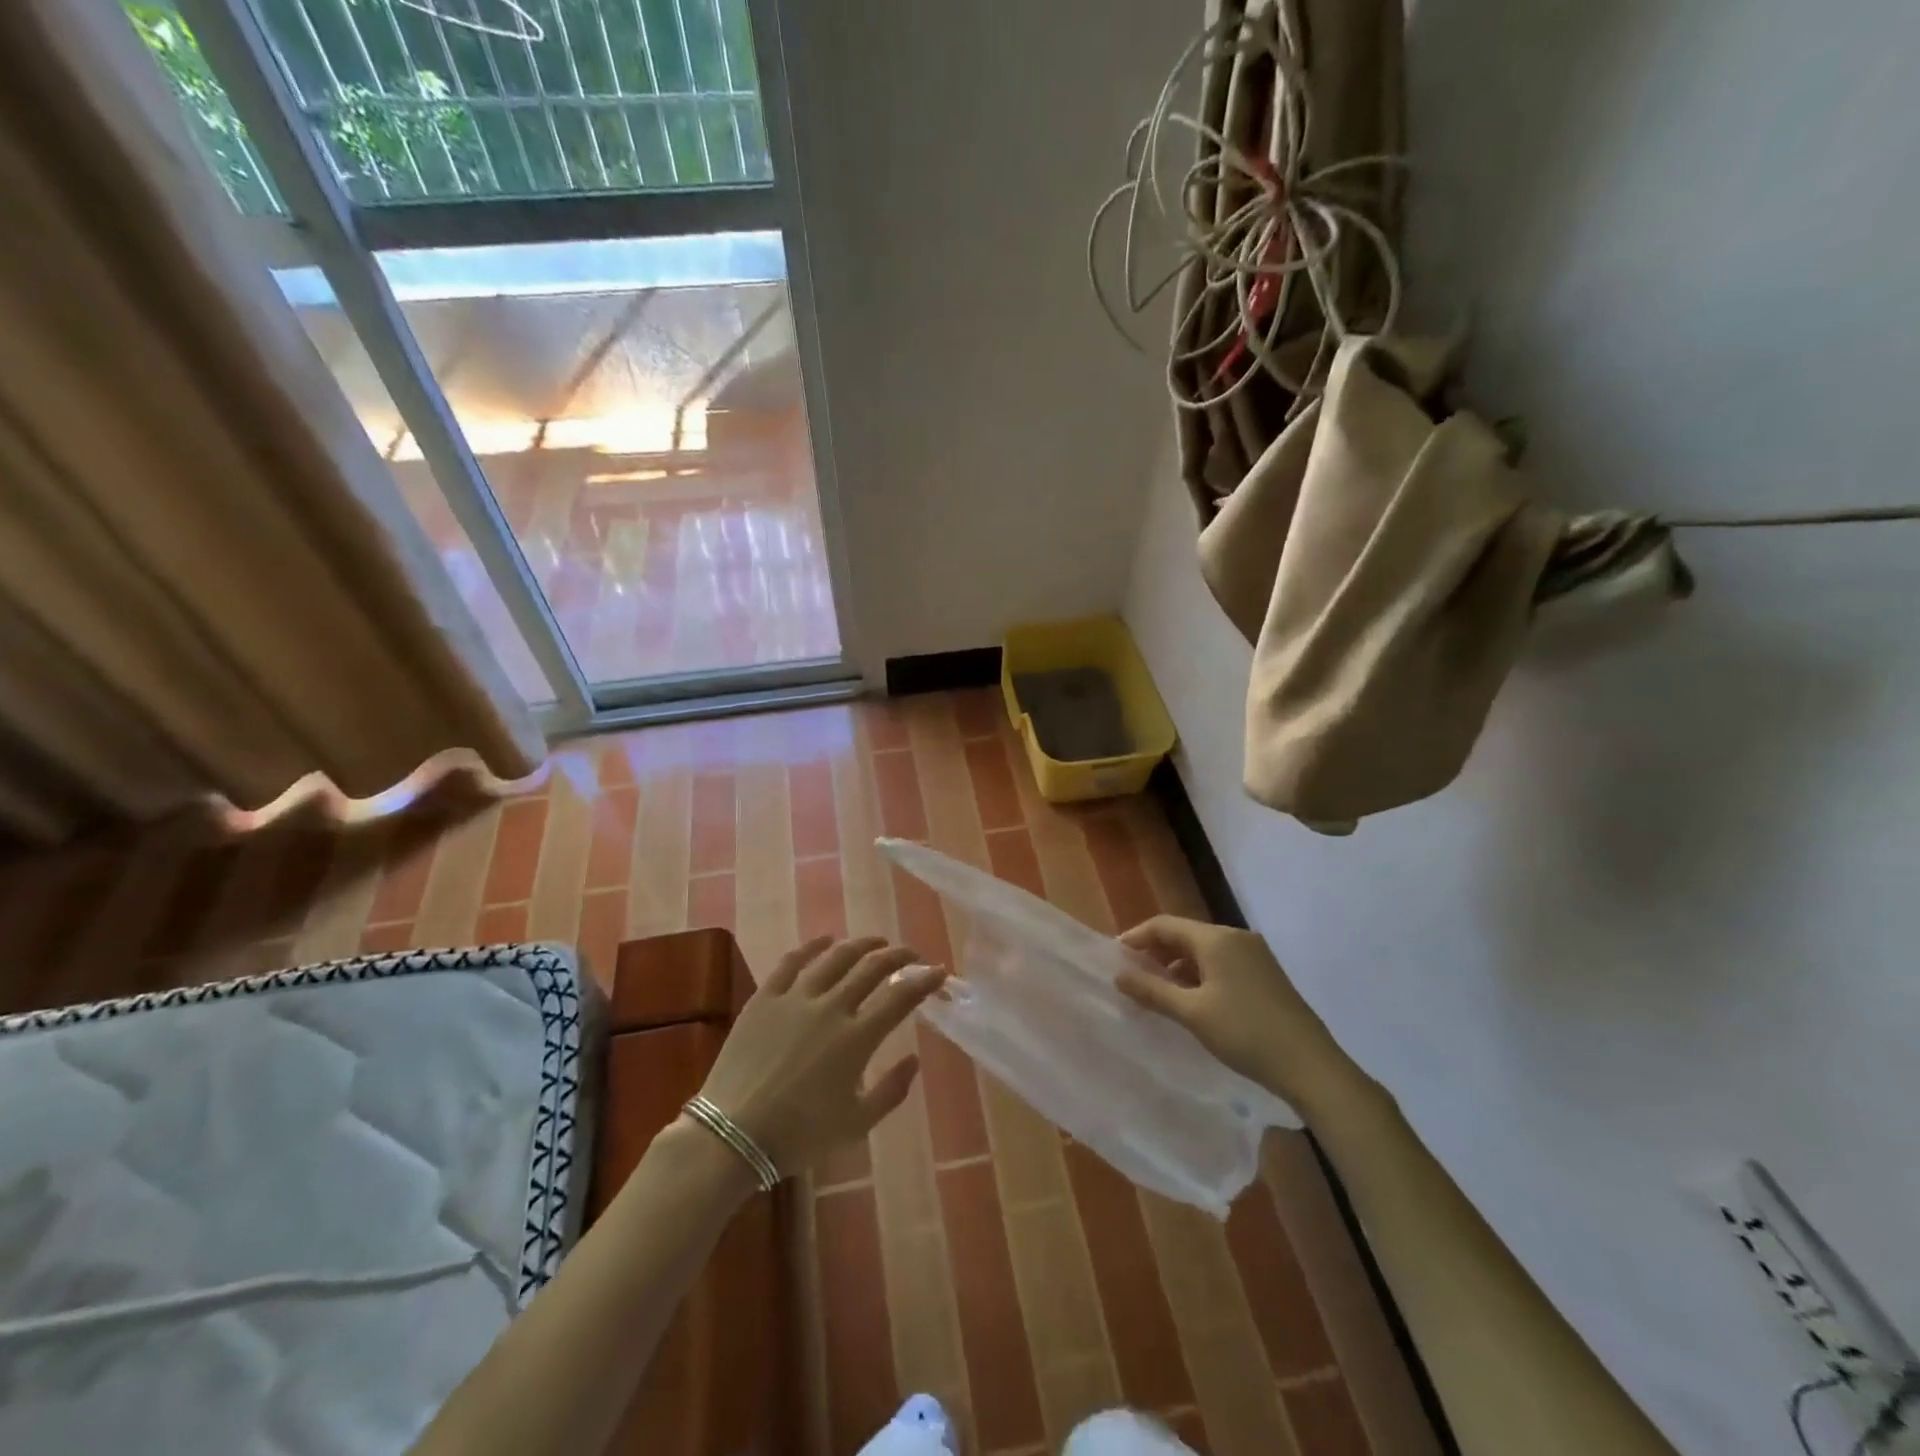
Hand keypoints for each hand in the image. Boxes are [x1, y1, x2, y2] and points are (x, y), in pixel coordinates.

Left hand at [696, 936, 947, 1177]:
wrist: (731, 1136)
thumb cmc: (799, 1136)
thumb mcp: (856, 1125)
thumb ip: (892, 1091)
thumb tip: (914, 1060)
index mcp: (857, 1039)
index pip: (901, 997)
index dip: (924, 981)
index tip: (938, 972)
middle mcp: (830, 1008)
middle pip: (872, 967)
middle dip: (898, 956)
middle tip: (910, 956)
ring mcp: (795, 998)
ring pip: (835, 957)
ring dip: (860, 945)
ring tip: (875, 942)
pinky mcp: (765, 997)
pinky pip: (792, 961)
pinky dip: (812, 946)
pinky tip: (825, 941)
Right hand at [1117, 915, 1354, 1110]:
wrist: (1311, 1066)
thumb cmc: (1245, 1033)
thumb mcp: (1192, 1013)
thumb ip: (1153, 991)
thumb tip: (1119, 975)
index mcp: (1217, 939)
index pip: (1165, 925)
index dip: (1137, 937)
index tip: (1115, 957)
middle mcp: (1236, 937)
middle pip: (1185, 934)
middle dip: (1157, 952)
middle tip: (1134, 976)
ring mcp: (1255, 954)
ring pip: (1204, 950)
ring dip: (1178, 965)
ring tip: (1160, 992)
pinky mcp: (1266, 973)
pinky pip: (1222, 962)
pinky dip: (1200, 974)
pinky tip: (1193, 1000)